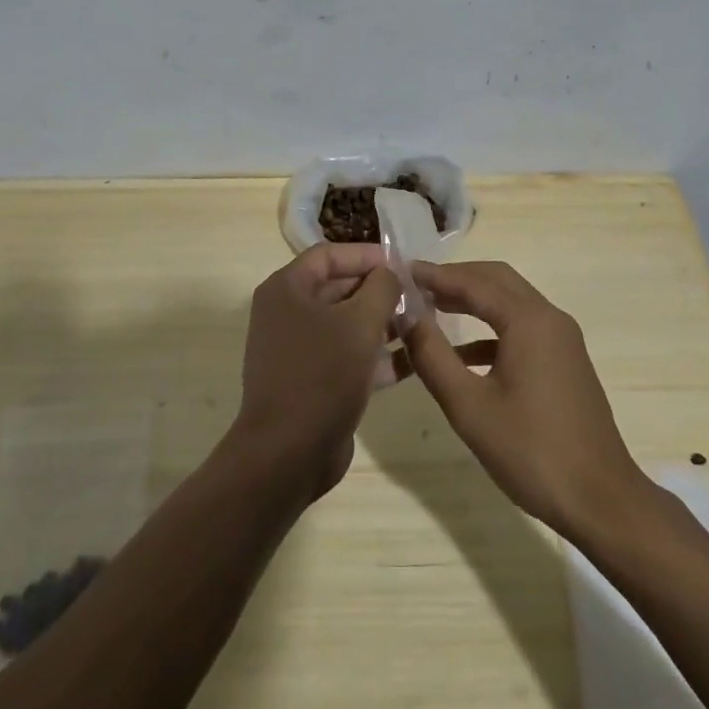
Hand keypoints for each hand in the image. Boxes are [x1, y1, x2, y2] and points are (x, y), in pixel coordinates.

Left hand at [234, 243, 399, 501]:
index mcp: (287, 289)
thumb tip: (390, 273)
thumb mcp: (360, 323)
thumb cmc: (322, 374)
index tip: (403, 264)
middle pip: (338, 288)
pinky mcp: (311, 381)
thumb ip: (381, 288)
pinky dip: (374, 355)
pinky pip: (346, 356)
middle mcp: (287, 313)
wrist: (288, 453)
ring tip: (421, 325)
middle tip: (418, 296)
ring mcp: (297, 349)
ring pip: (345, 325)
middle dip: (378, 291)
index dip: (366, 255)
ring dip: (382, 323)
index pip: (329, 255)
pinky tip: (411, 360)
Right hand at [402, 261, 642, 536]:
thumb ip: (433, 355)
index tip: (400, 272)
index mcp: (529, 321)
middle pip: (496, 280)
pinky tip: (462, 354)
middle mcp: (549, 318)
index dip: (435, 275)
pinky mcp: (564, 362)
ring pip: (510, 302)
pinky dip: (490, 329)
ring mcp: (562, 340)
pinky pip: (522, 328)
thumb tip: (406, 316)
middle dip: (455, 278)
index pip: (473, 282)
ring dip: (473, 300)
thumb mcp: (469, 406)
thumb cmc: (531, 451)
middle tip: (416, 285)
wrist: (602, 501)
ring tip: (432, 308)